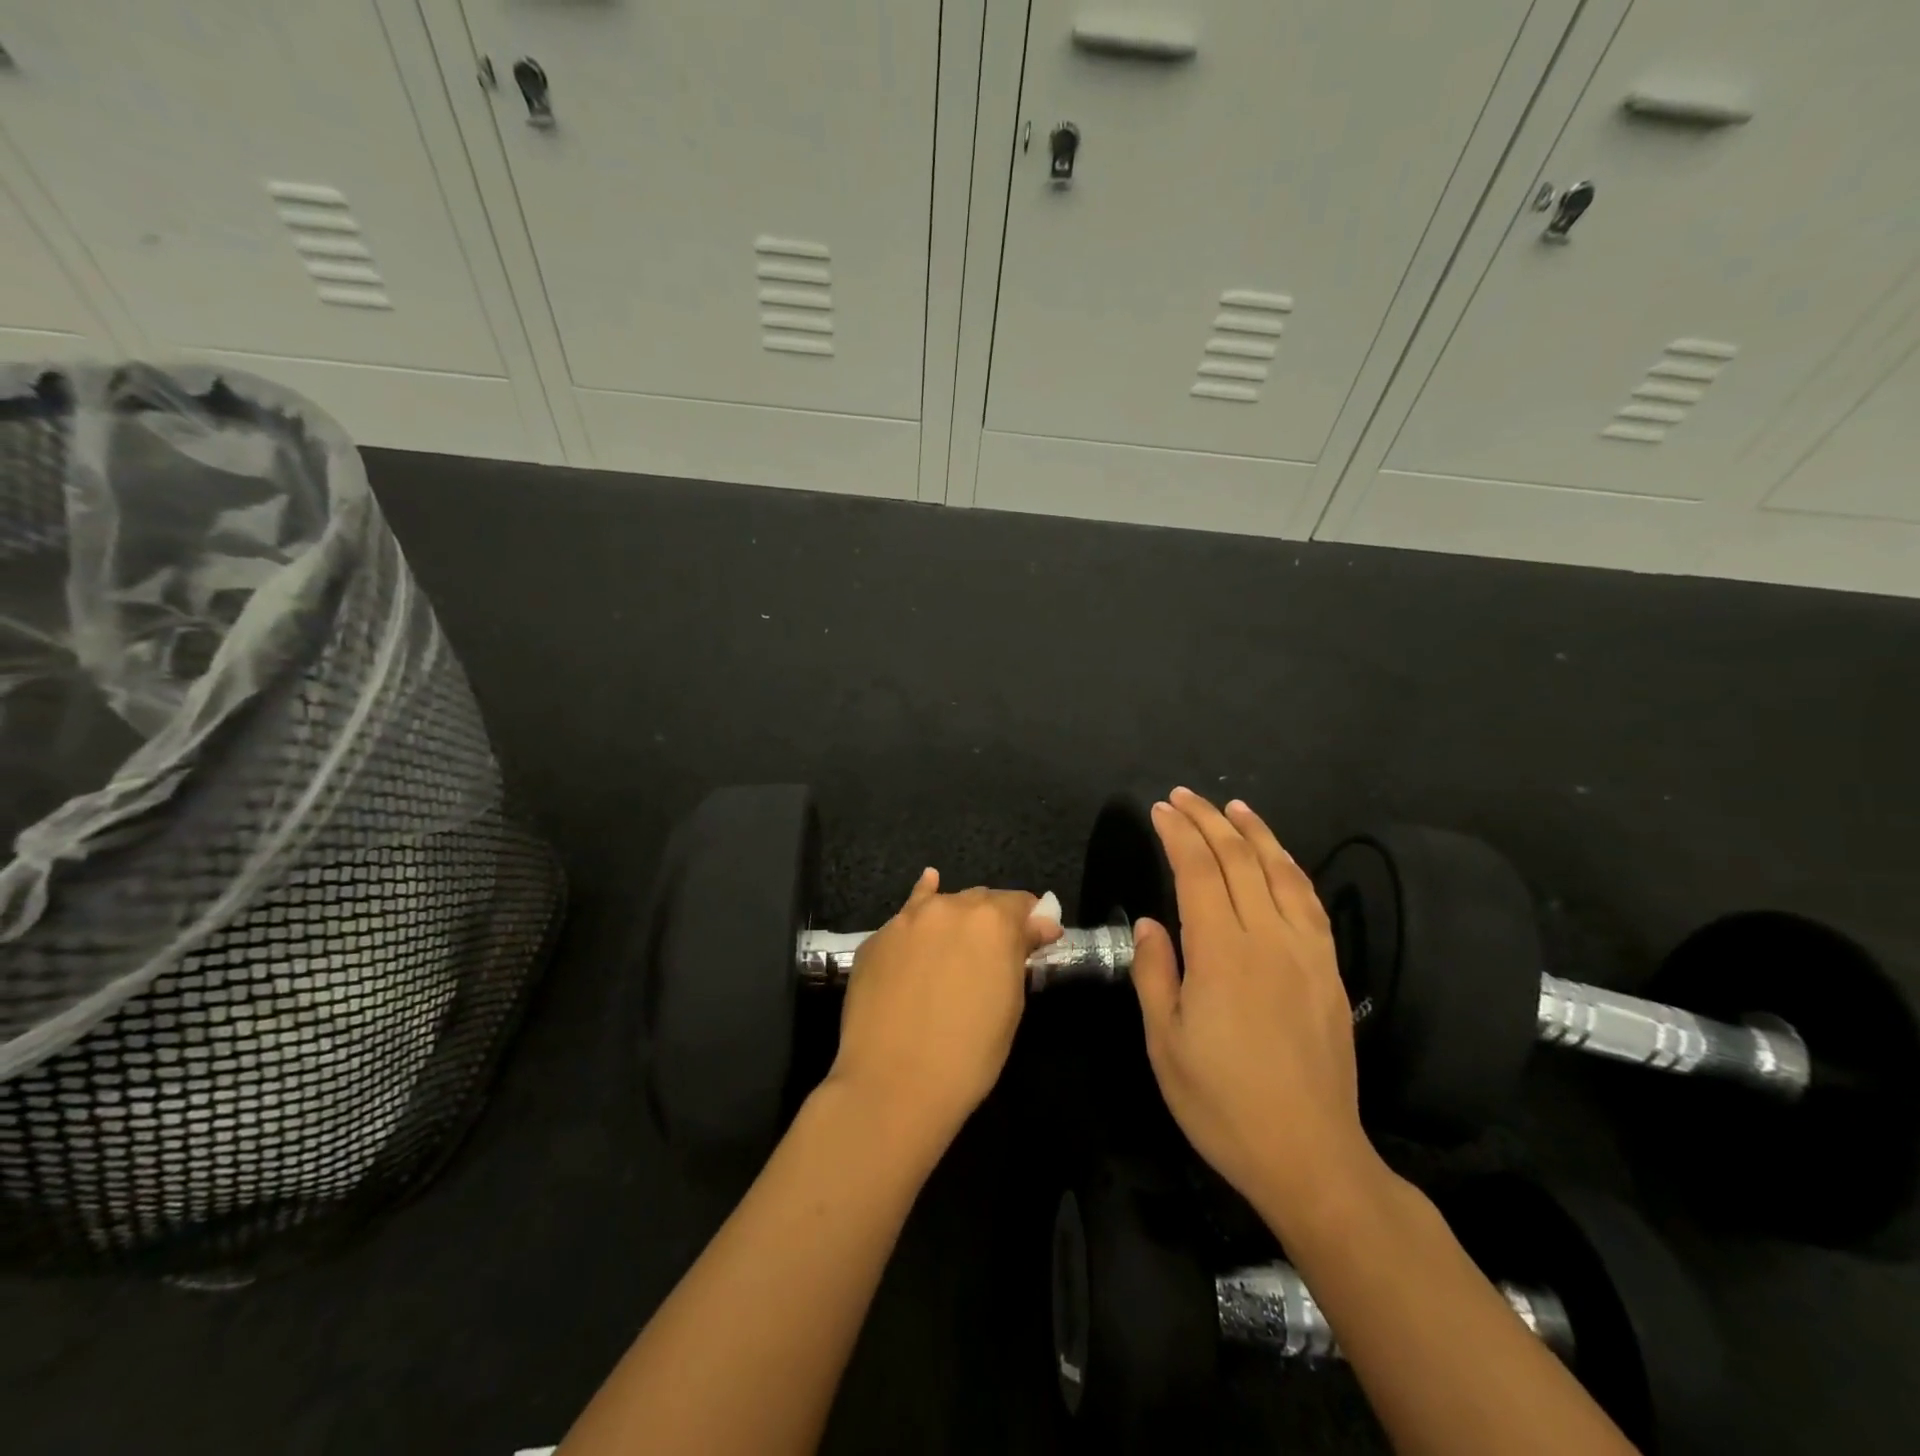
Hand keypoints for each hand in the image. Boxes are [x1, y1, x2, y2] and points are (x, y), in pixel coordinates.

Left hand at [825, 869, 1062, 1148]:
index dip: (1031, 921)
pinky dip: (920, 912)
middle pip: (980, 900)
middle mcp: (949, 907)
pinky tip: (926, 890)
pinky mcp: (875, 938)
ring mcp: (906, 920)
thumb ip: (1020, 954)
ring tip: (959, 938)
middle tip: (995, 951)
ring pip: (941, 905)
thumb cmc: (968, 1055)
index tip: (1035, 939)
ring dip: (955, 918)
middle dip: (992, 919)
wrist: (892, 1084)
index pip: (1021, 903)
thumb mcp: (1010, 1005)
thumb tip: (1039, 926)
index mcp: (992, 922)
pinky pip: (906, 919)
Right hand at [1132, 789, 1378, 1226]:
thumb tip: (1150, 922)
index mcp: (1221, 954)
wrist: (1310, 1156)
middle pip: (1238, 861)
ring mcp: (1305, 952)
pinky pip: (1310, 901)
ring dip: (1254, 833)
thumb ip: (1155, 973)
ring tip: (1232, 806)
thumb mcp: (1165, 1043)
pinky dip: (1290, 867)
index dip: (1177, 834)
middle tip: (1183, 796)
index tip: (1159, 809)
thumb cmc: (1222, 1104)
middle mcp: (1267, 939)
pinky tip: (1278, 857)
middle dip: (1207, 821)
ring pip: (1280, 872)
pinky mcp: (1328, 970)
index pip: (1197, 872)